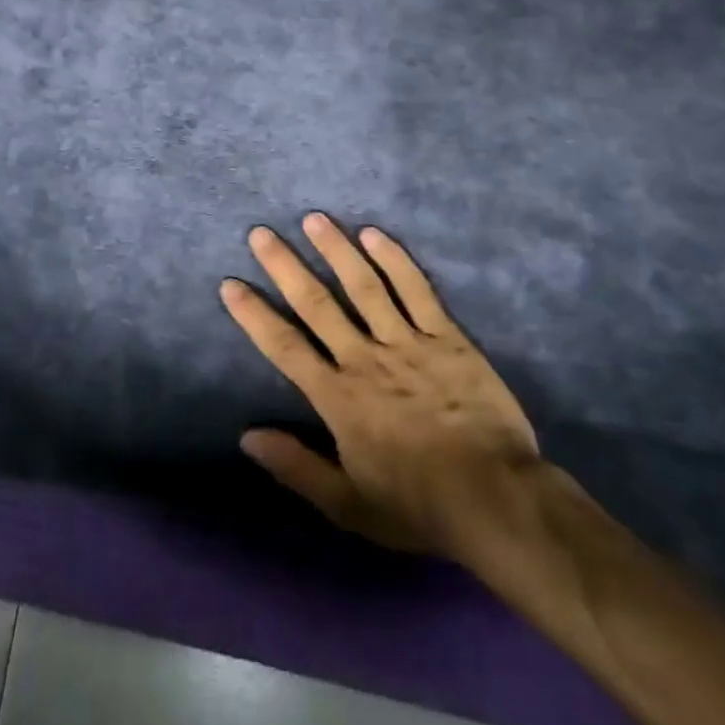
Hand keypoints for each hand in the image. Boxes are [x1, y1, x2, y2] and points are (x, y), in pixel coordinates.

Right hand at [221, 213, 540, 559]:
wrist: (493, 497)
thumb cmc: (417, 506)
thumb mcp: (348, 504)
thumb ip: (296, 467)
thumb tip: (247, 437)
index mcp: (338, 398)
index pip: (285, 347)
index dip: (255, 315)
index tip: (231, 284)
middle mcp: (365, 359)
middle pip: (318, 304)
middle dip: (285, 267)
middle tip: (261, 233)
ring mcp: (407, 342)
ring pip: (364, 286)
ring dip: (336, 250)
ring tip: (314, 219)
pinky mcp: (446, 336)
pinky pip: (416, 290)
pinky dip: (394, 260)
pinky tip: (374, 234)